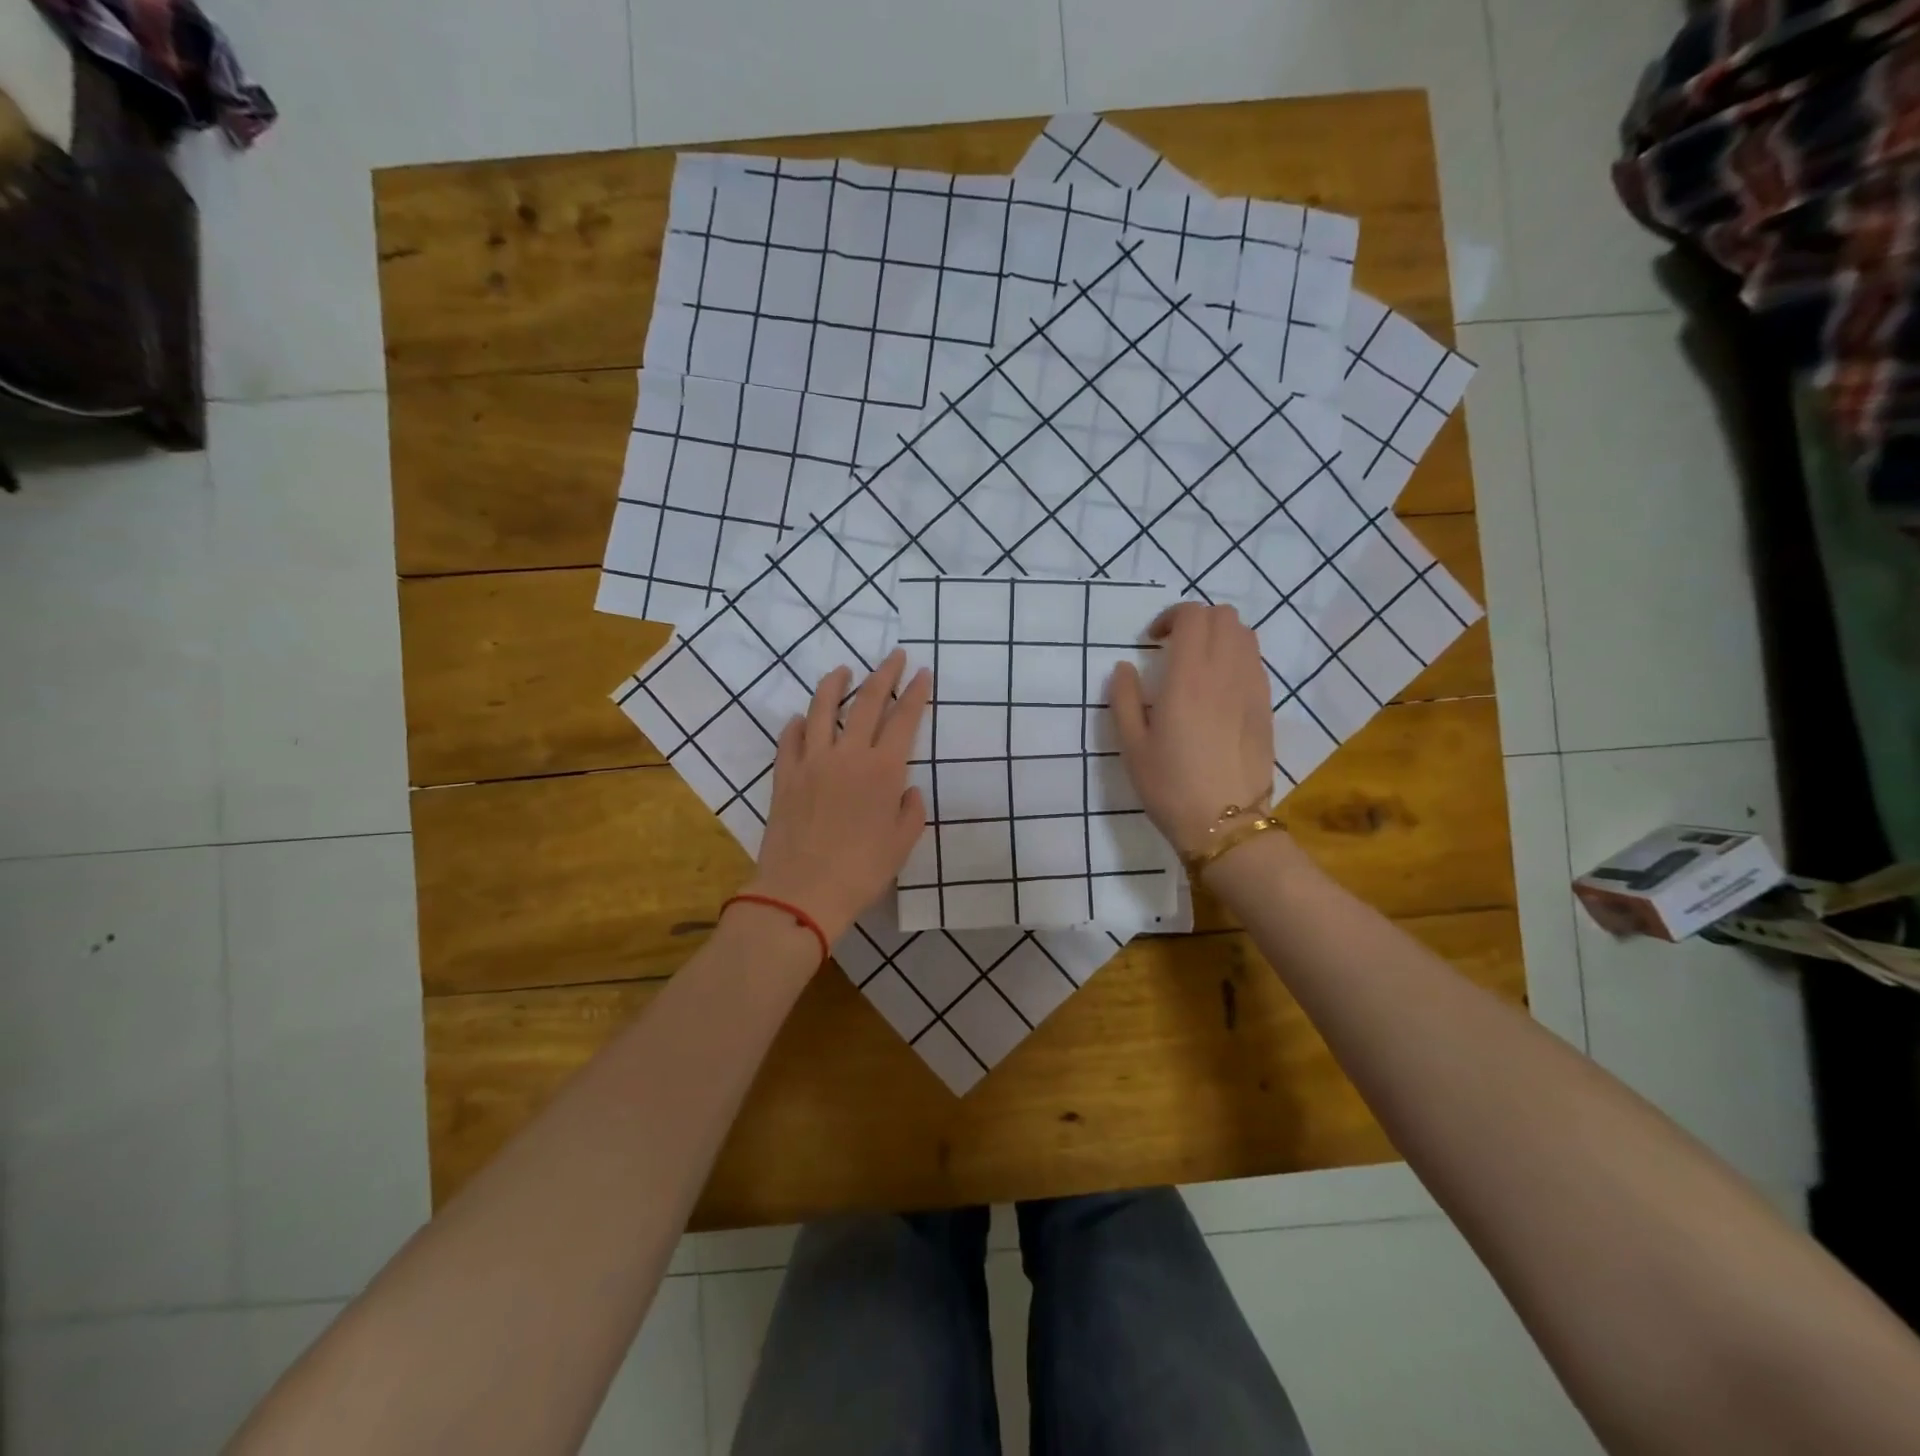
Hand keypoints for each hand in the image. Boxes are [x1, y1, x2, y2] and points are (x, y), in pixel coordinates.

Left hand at [745, 650, 930, 944]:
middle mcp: (848, 755)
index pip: (903, 719)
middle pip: (867, 702)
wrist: (802, 891)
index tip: (923, 672)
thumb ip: (910, 811)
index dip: (916, 693)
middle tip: (895, 655)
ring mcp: (812, 761)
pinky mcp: (785, 775)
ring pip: (823, 709)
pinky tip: (803, 719)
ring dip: (835, 684)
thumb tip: (906, 790)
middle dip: (884, 674)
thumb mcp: (902, 844)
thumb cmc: (862, 871)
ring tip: (843, 670)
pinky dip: (798, 724)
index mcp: (883, 770)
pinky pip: (790, 739)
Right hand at [1109, 603, 1275, 856]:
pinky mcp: (1266, 706)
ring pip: (1245, 634)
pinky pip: (1255, 662)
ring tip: (1198, 664)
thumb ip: (1124, 699)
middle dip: (1196, 621)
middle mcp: (1225, 672)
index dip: (1170, 617)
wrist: (1225, 822)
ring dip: (1219, 636)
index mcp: (1188, 677)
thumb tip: (1125, 668)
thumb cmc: (1170, 786)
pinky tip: (1218, 689)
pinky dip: (1236, 658)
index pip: (1192, 616)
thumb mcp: (1132, 745)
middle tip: (1174, 648)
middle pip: (1223, 616)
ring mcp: (1252, 687)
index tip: (1152, 642)